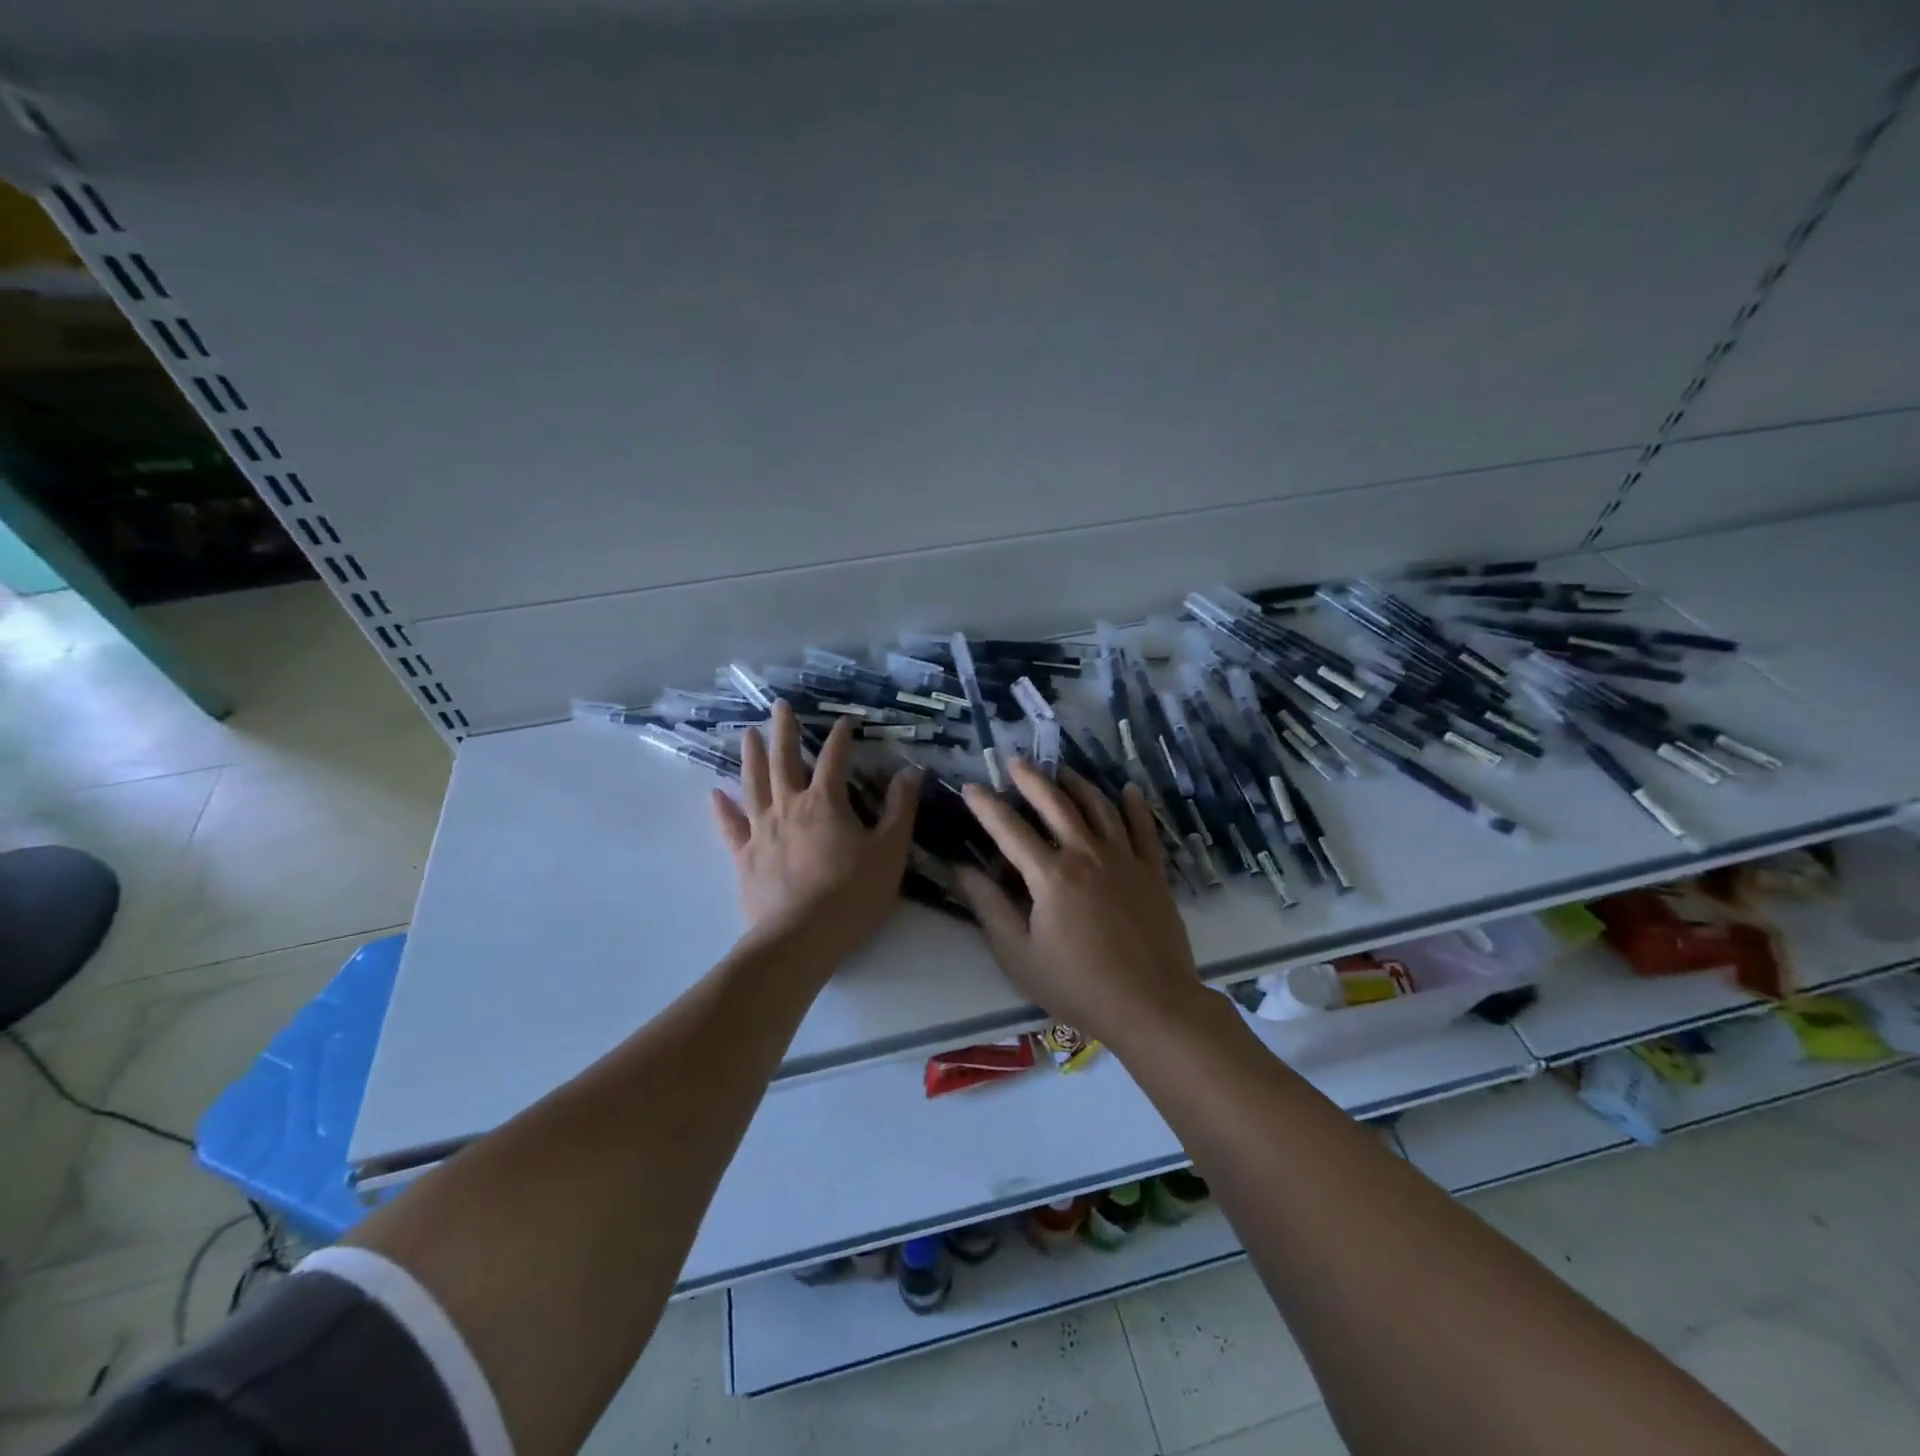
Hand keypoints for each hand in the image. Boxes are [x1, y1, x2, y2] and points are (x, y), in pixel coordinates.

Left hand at [711, 701, 921, 968]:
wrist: (801, 938)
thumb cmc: (852, 894)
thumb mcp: (890, 851)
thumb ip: (900, 809)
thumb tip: (911, 771)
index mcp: (826, 802)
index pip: (834, 758)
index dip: (841, 737)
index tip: (844, 720)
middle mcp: (789, 806)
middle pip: (785, 760)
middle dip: (785, 731)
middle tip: (780, 706)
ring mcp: (762, 830)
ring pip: (754, 784)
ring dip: (752, 757)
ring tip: (748, 734)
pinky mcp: (745, 857)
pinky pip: (731, 827)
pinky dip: (723, 809)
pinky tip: (715, 794)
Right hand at [956, 761, 1205, 1047]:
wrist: (1152, 1006)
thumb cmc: (1078, 986)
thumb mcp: (1020, 955)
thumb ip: (990, 907)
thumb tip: (962, 870)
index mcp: (1051, 876)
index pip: (1009, 829)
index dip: (986, 805)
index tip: (970, 787)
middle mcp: (1087, 855)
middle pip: (1056, 804)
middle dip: (1032, 779)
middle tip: (1016, 761)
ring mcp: (1125, 860)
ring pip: (1099, 808)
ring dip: (1078, 784)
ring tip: (1062, 770)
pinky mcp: (1153, 873)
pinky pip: (1144, 830)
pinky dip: (1136, 807)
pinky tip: (1129, 790)